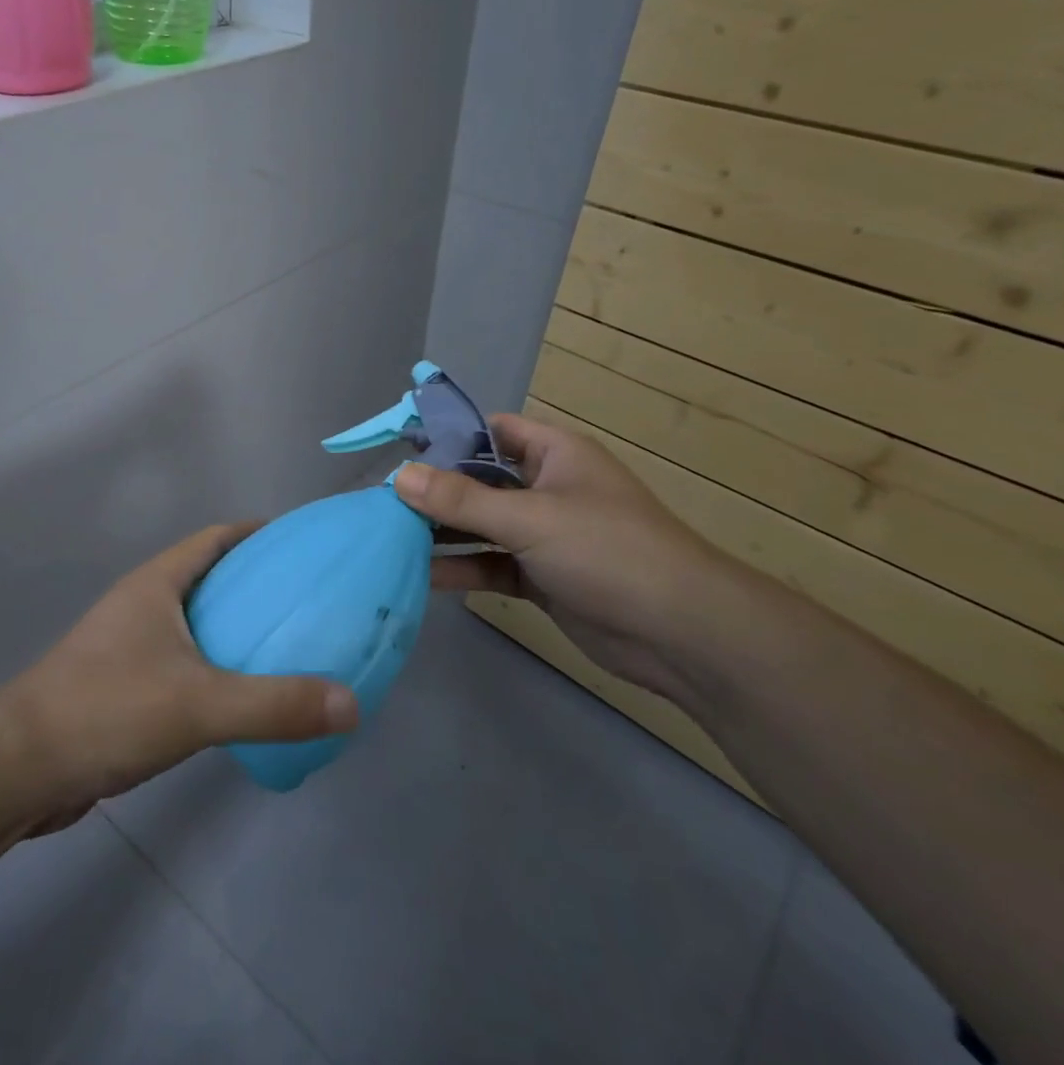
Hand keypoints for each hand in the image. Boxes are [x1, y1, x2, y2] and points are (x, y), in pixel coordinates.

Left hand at [0, 524, 360, 827]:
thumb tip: (351, 703)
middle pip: (207, 577)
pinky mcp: (119, 686)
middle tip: (305, 601)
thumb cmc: (107, 710)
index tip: (300, 545)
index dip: (256, 534)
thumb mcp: (200, 705)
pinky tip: (238, 698)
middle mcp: (141, 604)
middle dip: (253, 583)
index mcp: (157, 584)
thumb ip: (275, 705)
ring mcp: (126, 646)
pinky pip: (180, 662)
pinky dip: (212, 668)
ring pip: (192, 623)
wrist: (18, 768)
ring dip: (232, 628)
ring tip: (283, 647)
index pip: (214, 538)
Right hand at [398, 412, 741, 702]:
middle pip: (481, 480)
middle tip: (383, 501)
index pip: (492, 431)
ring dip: (444, 532)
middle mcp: (547, 488)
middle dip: (437, 491)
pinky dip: (463, 569)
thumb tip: (399, 478)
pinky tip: (421, 576)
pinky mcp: (543, 578)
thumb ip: (461, 500)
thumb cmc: (607, 550)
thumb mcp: (530, 518)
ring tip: (390, 537)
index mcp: (554, 454)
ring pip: (484, 525)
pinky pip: (493, 564)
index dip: (449, 437)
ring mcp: (546, 535)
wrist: (681, 633)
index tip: (401, 451)